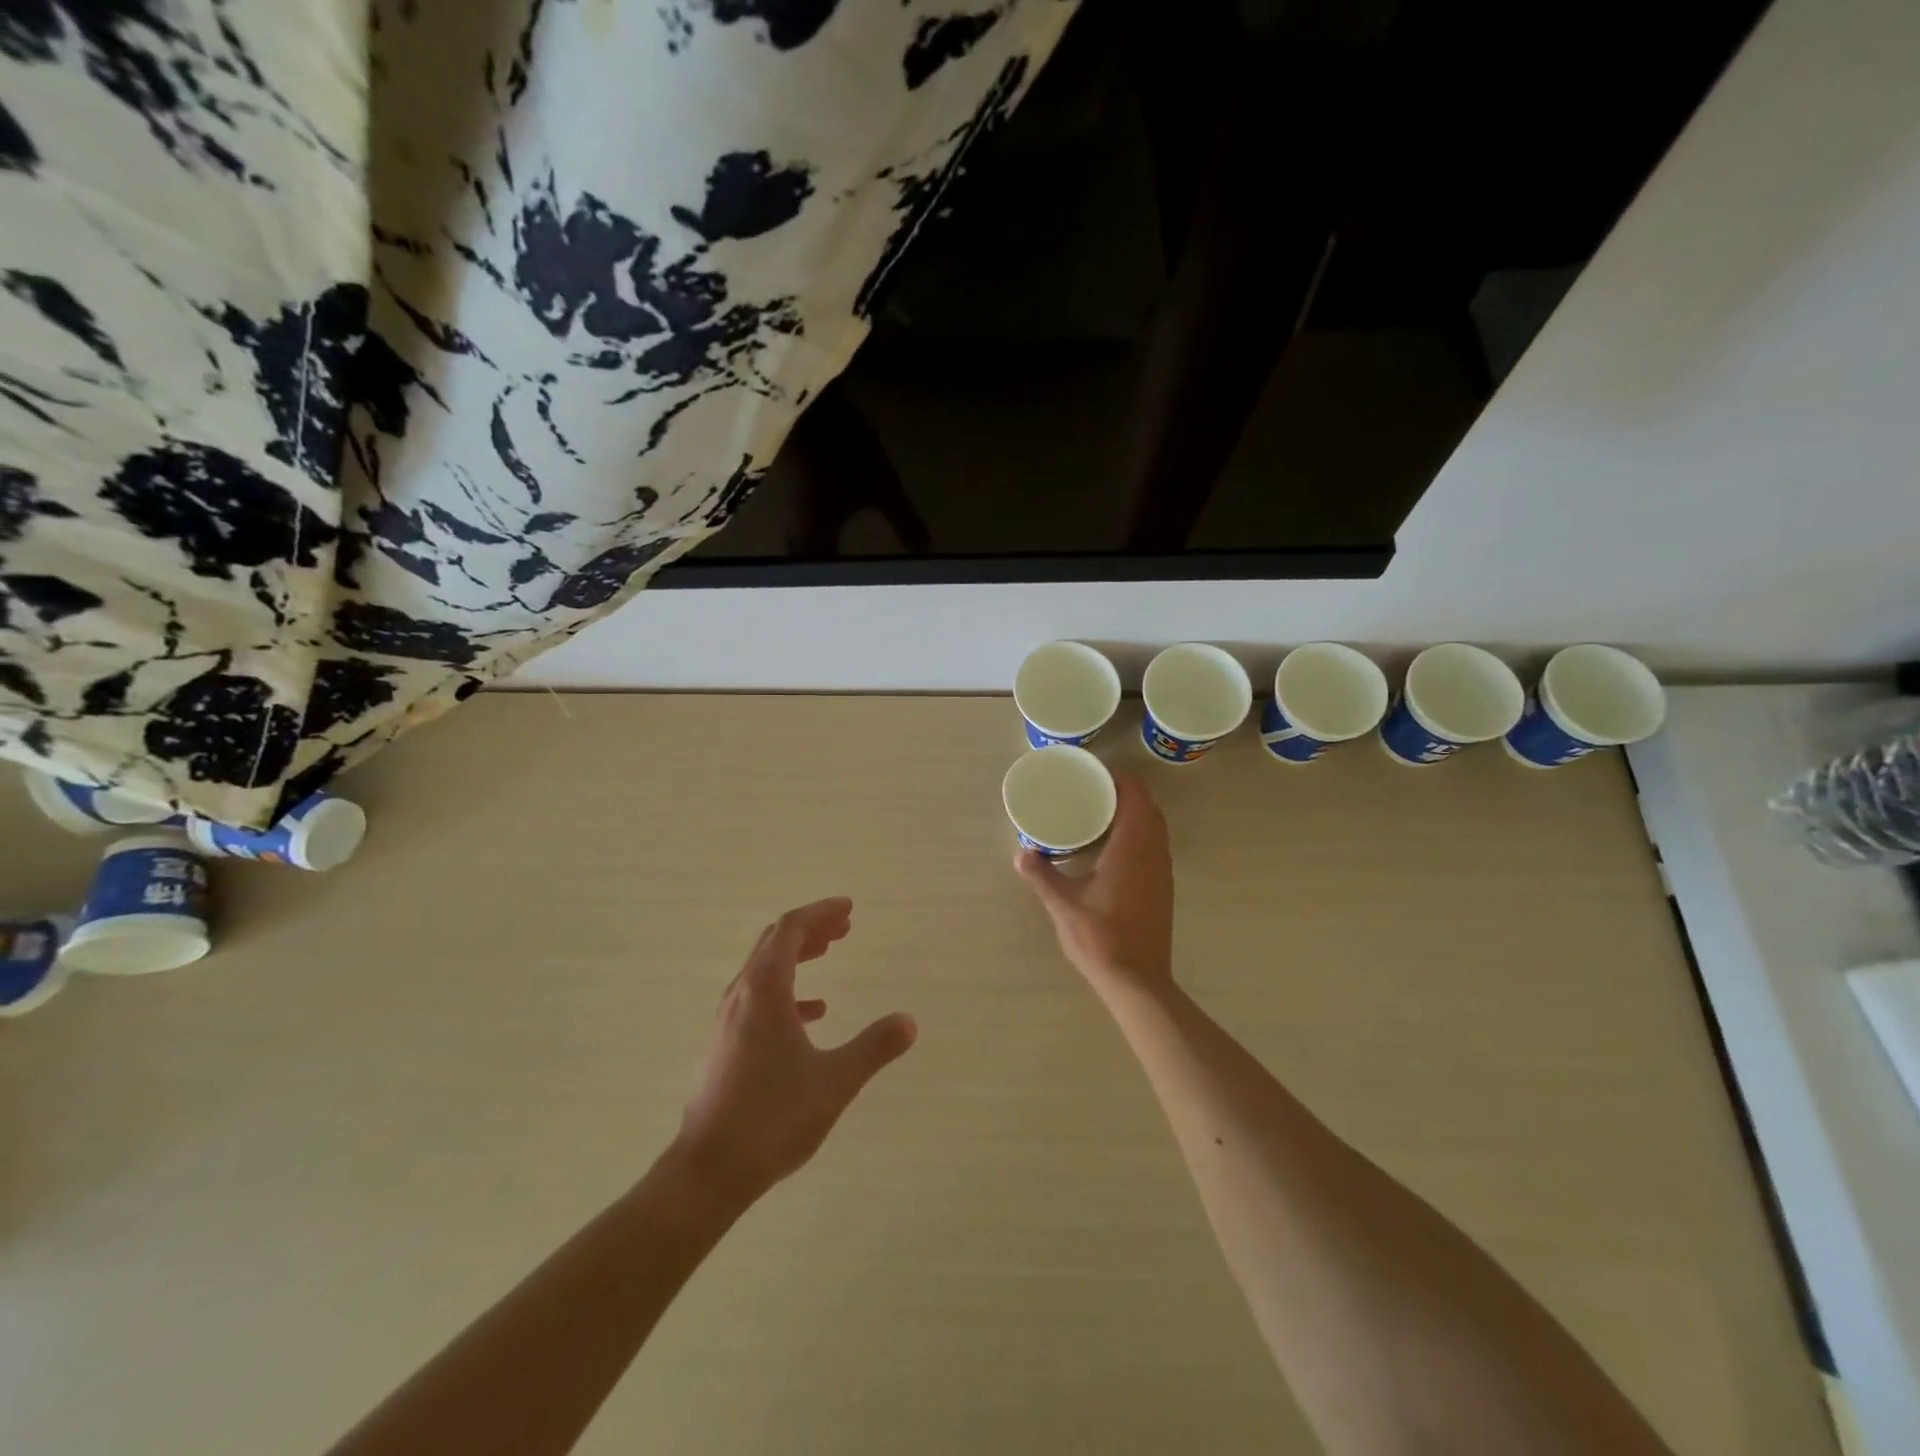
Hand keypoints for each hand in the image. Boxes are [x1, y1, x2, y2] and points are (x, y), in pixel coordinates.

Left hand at [677, 898, 916, 1203]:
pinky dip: (788, 990)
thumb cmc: (772, 1118)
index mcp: (765, 990)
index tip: (848, 908)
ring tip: (829, 952)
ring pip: (764, 968)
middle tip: (844, 927)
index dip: (820, 912)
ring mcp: (728, 1020)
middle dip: (810, 928)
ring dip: (798, 954)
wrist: (708, 1172)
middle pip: (774, 942)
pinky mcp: (725, 1045)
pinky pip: (758, 998)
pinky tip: (813, 1012)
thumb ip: (874, 1048)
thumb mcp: (834, 1081)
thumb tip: (909, 1021)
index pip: (790, 930)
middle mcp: (741, 995)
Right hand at [1016, 774, 1174, 993]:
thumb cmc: (1100, 937)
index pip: (1135, 795)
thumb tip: (1022, 853)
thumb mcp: (1063, 905)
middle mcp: (1153, 853)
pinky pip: (1155, 845)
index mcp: (1132, 847)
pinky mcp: (1163, 887)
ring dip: (1134, 813)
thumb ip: (1042, 875)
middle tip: (1091, 791)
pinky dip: (1138, 834)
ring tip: (1099, 814)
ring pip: (1155, 827)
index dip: (1118, 778)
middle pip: (1148, 807)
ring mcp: (1162, 871)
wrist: (1137, 980)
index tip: (1093, 773)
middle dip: (1124, 793)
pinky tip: (1112, 848)